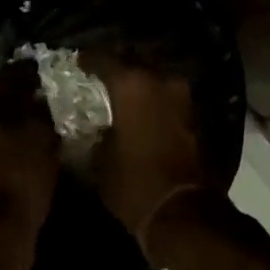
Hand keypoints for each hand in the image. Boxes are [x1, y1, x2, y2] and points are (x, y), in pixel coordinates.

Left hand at [0, 73, 58, 269]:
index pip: (5, 77)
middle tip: (49, 103)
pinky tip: (28, 151)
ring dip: (11, 127)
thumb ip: (41, 109)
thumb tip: (41, 97)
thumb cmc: (17, 177)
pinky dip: (4, 147)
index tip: (51, 78)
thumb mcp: (41, 135)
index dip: (31, 77)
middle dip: (19, 102)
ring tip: (43, 128)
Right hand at [84, 56, 220, 258]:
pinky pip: (166, 94)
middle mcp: (160, 80)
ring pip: (154, 74)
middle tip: (99, 73)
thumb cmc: (133, 183)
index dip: (87, 59)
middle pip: (134, 58)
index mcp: (132, 84)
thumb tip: (94, 123)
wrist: (181, 212)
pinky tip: (138, 108)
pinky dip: (152, 96)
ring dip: (138, 79)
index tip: (76, 62)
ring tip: (119, 90)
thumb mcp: (99, 158)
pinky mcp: (193, 114)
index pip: (103, 57)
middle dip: (117, 63)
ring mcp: (181, 96)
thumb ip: (94, 130)